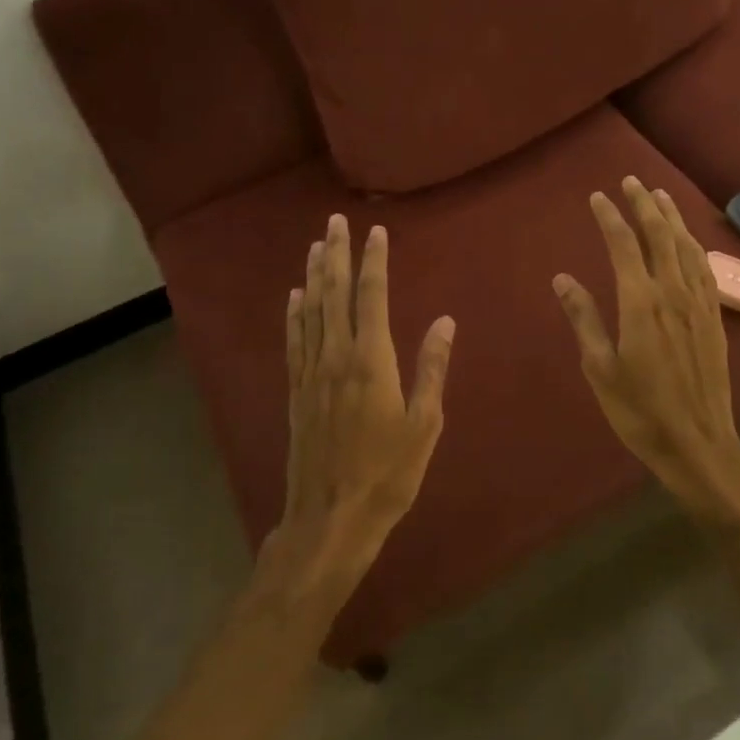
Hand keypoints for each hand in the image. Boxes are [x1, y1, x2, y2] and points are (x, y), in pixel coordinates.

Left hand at [275, 214, 455, 588]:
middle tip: (334, 222)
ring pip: (311, 311)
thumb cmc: (388, 473)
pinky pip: (294, 341)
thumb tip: (445, 320)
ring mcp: (311, 373)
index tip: (375, 231)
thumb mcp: (424, 424)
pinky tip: (294, 297)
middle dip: (335, 254)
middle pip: (334, 294)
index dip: (373, 261)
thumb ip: (432, 368)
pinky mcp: (297, 392)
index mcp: (371, 361)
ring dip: (313, 275)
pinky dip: (294, 315)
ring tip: (315, 245)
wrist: (330, 518)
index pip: (372, 297)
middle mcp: (336, 356)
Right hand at [552, 178, 739, 518]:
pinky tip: (688, 239)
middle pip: (660, 235)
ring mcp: (698, 303)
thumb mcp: (600, 368)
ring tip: (660, 196)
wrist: (698, 443)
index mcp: (641, 302)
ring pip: (686, 246)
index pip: (624, 245)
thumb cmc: (640, 410)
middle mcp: (673, 292)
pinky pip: (704, 267)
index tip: (598, 196)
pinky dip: (693, 244)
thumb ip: (584, 319)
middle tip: (631, 181)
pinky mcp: (714, 317)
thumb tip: (562, 279)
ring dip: (672, 218)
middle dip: (644, 205)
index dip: (610, 217)